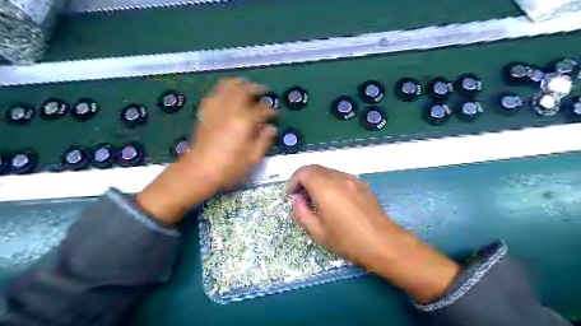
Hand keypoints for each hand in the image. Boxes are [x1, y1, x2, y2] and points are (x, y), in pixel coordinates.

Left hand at [137, 79, 278, 224]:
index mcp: (244, 122)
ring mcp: (216, 110)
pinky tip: (227, 93)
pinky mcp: (205, 113)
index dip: (270, 110)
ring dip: (239, 83)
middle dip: (256, 88)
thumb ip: (264, 140)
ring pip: (228, 87)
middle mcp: (230, 110)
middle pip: (244, 90)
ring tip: (247, 84)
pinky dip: (223, 89)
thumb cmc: (229, 168)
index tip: (275, 114)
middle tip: (264, 90)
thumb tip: (271, 128)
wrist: (199, 171)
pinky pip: (214, 93)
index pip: (262, 110)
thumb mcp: (252, 158)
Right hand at [288, 165, 460, 302]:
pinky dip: (329, 182)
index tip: (292, 196)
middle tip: (301, 197)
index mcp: (325, 189)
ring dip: (317, 180)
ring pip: (327, 171)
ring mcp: (352, 179)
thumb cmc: (348, 241)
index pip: (304, 172)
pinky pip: (339, 176)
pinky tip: (333, 199)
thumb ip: (302, 212)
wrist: (383, 243)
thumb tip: (297, 200)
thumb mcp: (318, 232)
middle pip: (315, 168)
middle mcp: (338, 178)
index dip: (293, 181)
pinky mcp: (361, 184)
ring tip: (316, 199)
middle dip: (304, 179)